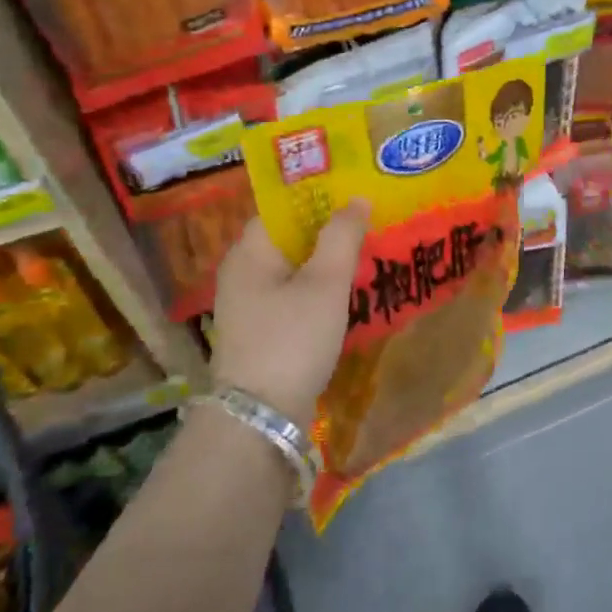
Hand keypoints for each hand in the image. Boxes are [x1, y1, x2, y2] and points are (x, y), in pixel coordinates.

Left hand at [209, 202, 368, 424]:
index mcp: (248, 252)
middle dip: (327, 230)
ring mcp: (249, 305)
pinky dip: (318, 289)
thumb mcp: (325, 284)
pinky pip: (293, 295)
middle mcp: (241, 273)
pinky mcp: (261, 331)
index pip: (282, 209)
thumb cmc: (292, 339)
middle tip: (369, 222)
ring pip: (293, 268)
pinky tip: (347, 293)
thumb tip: (356, 199)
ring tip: (366, 253)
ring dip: (326, 261)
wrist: (261, 417)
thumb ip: (341, 237)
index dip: (318, 198)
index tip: (355, 193)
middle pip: (288, 238)